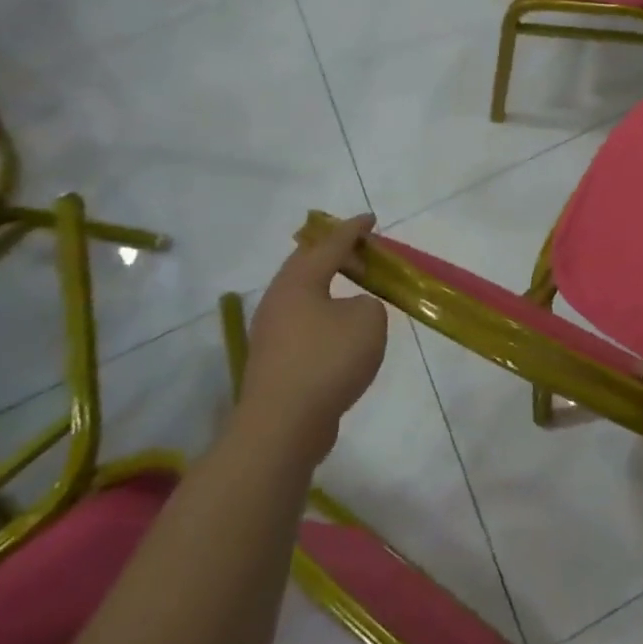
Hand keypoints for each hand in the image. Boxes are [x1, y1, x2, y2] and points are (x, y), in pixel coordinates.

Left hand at [237, 214, 387, 466]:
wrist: (284, 425)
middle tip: (362, 250)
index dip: (352, 230)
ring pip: (304, 296)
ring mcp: (271, 332)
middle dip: (334, 254)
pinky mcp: (275, 361)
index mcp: (298, 283)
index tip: (370, 218)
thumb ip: (368, 303)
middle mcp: (278, 301)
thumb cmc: (328, 361)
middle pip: (306, 266)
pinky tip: (344, 329)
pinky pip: (305, 323)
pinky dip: (326, 314)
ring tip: (356, 287)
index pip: (329, 246)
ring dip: (329, 286)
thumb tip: (352, 310)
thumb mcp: (368, 321)